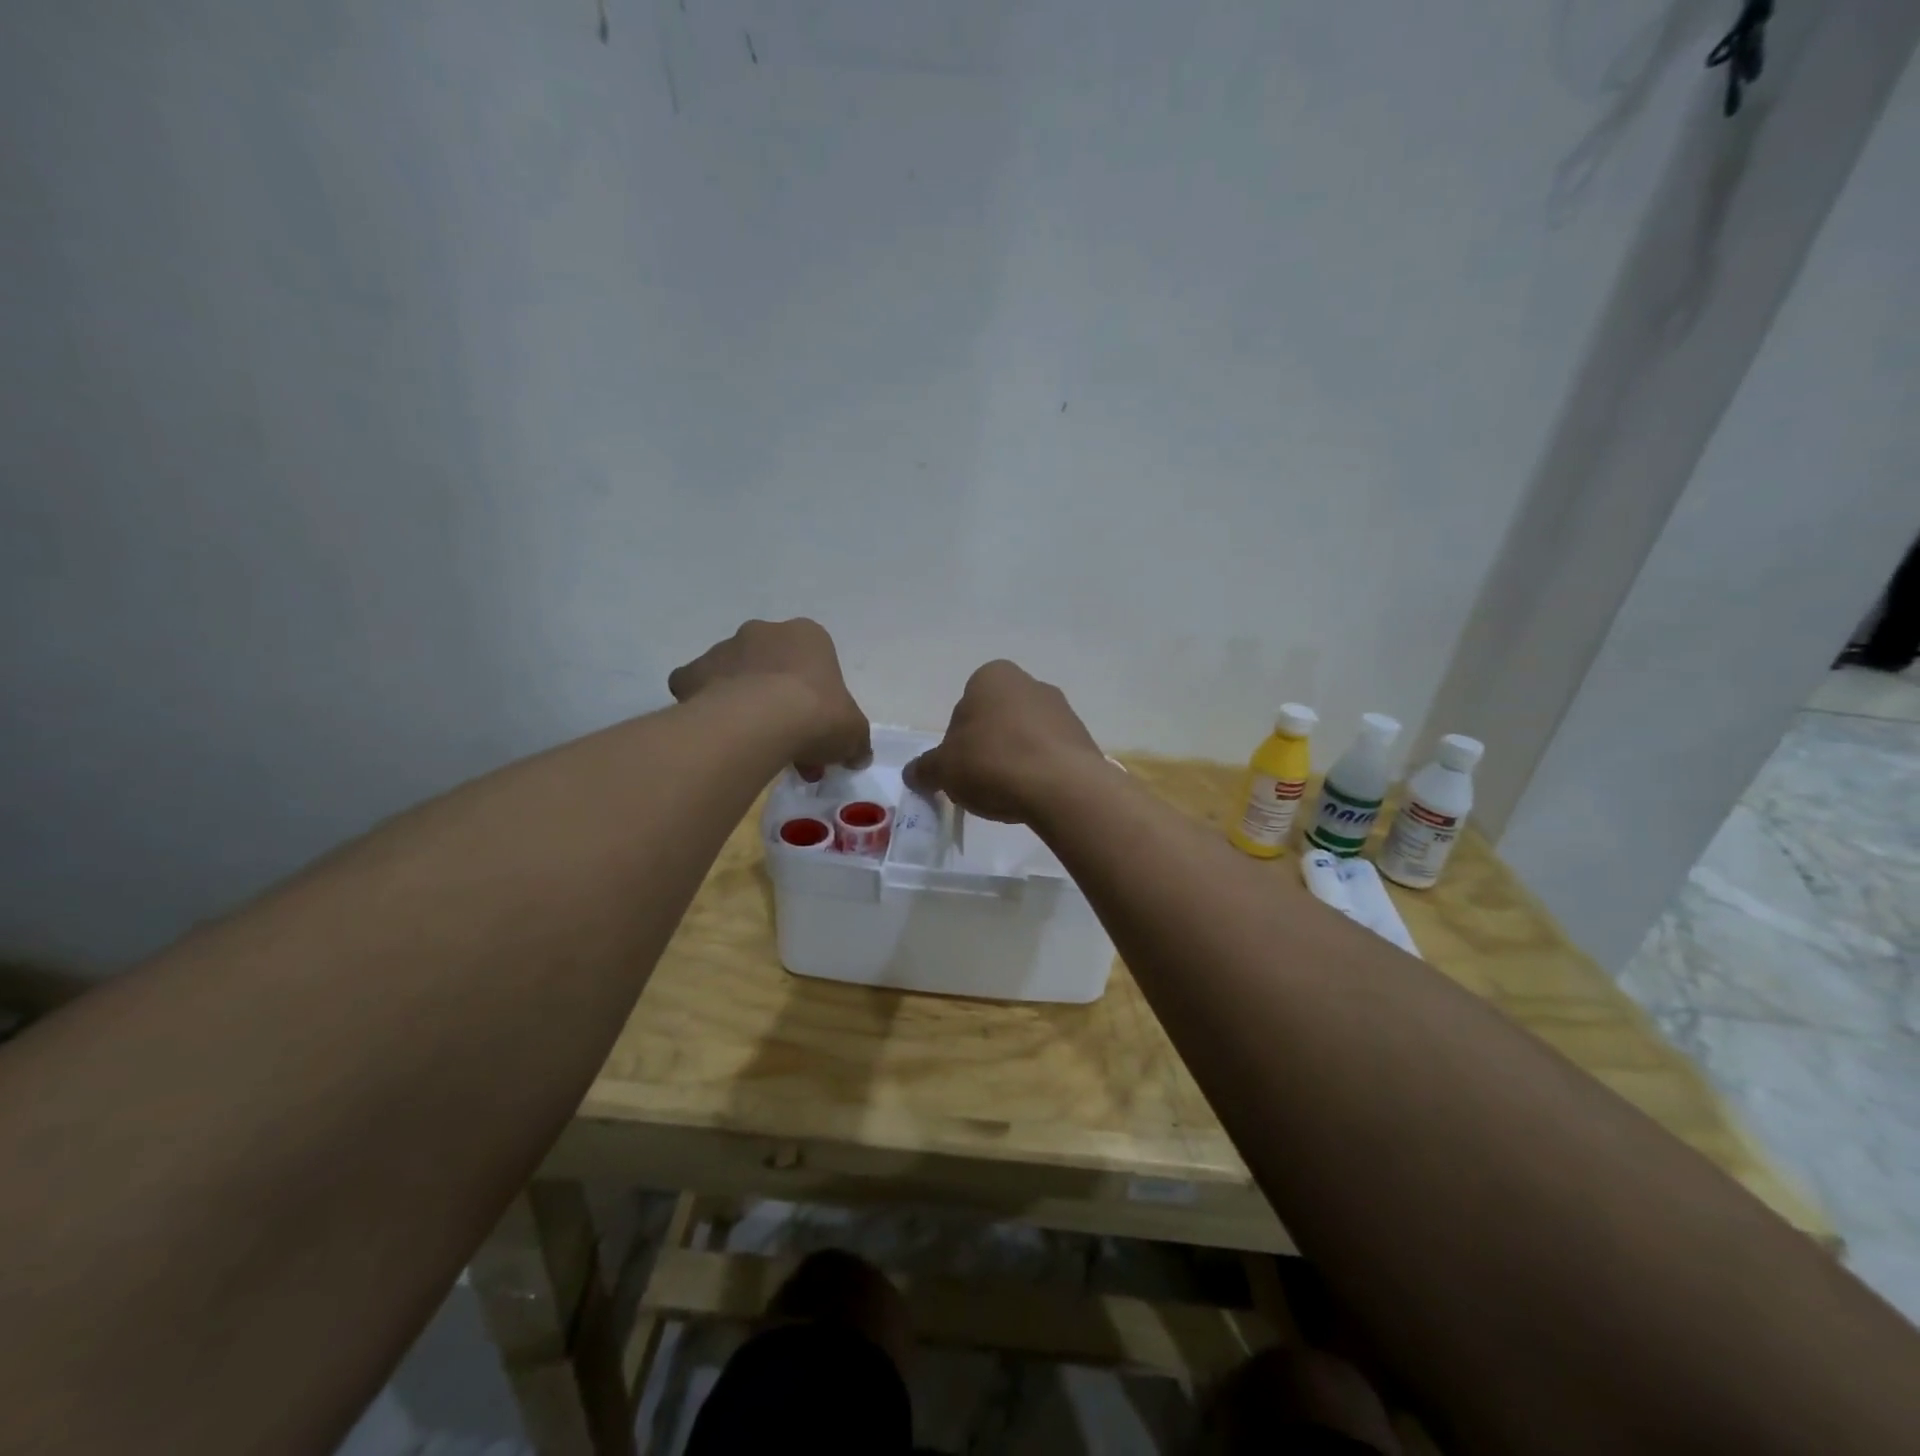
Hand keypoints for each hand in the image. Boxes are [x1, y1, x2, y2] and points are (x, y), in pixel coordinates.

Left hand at [668, 619, 870, 778]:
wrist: (761, 721)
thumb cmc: (818, 714)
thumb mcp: (853, 733)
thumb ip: (857, 741)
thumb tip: (859, 756)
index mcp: (808, 636)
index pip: (815, 663)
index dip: (818, 698)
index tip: (817, 728)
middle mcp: (764, 632)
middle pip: (774, 666)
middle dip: (781, 701)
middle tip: (788, 742)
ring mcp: (724, 649)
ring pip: (737, 675)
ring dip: (746, 703)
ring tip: (753, 746)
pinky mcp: (692, 672)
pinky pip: (699, 688)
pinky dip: (705, 706)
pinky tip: (718, 734)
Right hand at [905, 660, 1104, 823]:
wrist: (1062, 786)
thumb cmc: (993, 762)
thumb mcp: (944, 769)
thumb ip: (925, 768)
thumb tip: (913, 773)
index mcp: (993, 676)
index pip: (965, 705)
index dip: (957, 739)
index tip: (959, 766)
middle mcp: (1030, 683)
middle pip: (996, 720)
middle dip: (987, 747)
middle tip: (980, 781)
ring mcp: (1062, 710)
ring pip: (1025, 737)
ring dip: (1014, 759)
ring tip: (1008, 793)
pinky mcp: (1083, 739)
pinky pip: (1050, 755)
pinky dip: (1039, 771)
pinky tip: (1033, 795)